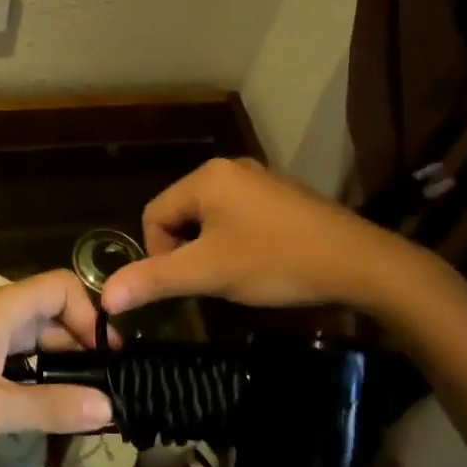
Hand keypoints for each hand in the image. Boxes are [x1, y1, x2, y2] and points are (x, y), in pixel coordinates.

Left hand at [0, 271, 115, 459]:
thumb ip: (47, 406)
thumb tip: (110, 405)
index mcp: (0, 311)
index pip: (62, 288)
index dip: (93, 315)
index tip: (112, 360)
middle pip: (51, 317)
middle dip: (83, 348)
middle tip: (111, 392)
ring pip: (31, 345)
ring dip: (59, 369)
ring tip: (87, 409)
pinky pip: (10, 368)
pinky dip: (32, 385)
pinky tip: (42, 416)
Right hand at [99, 156, 425, 316]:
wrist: (361, 264)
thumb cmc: (276, 261)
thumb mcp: (208, 273)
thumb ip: (153, 280)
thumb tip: (105, 297)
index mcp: (207, 177)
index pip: (154, 214)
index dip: (160, 254)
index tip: (190, 281)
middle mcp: (230, 169)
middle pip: (181, 214)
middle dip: (188, 251)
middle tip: (212, 281)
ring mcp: (260, 180)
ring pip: (210, 218)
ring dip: (212, 249)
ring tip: (237, 275)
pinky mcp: (282, 197)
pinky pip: (239, 217)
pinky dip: (238, 242)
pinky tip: (261, 263)